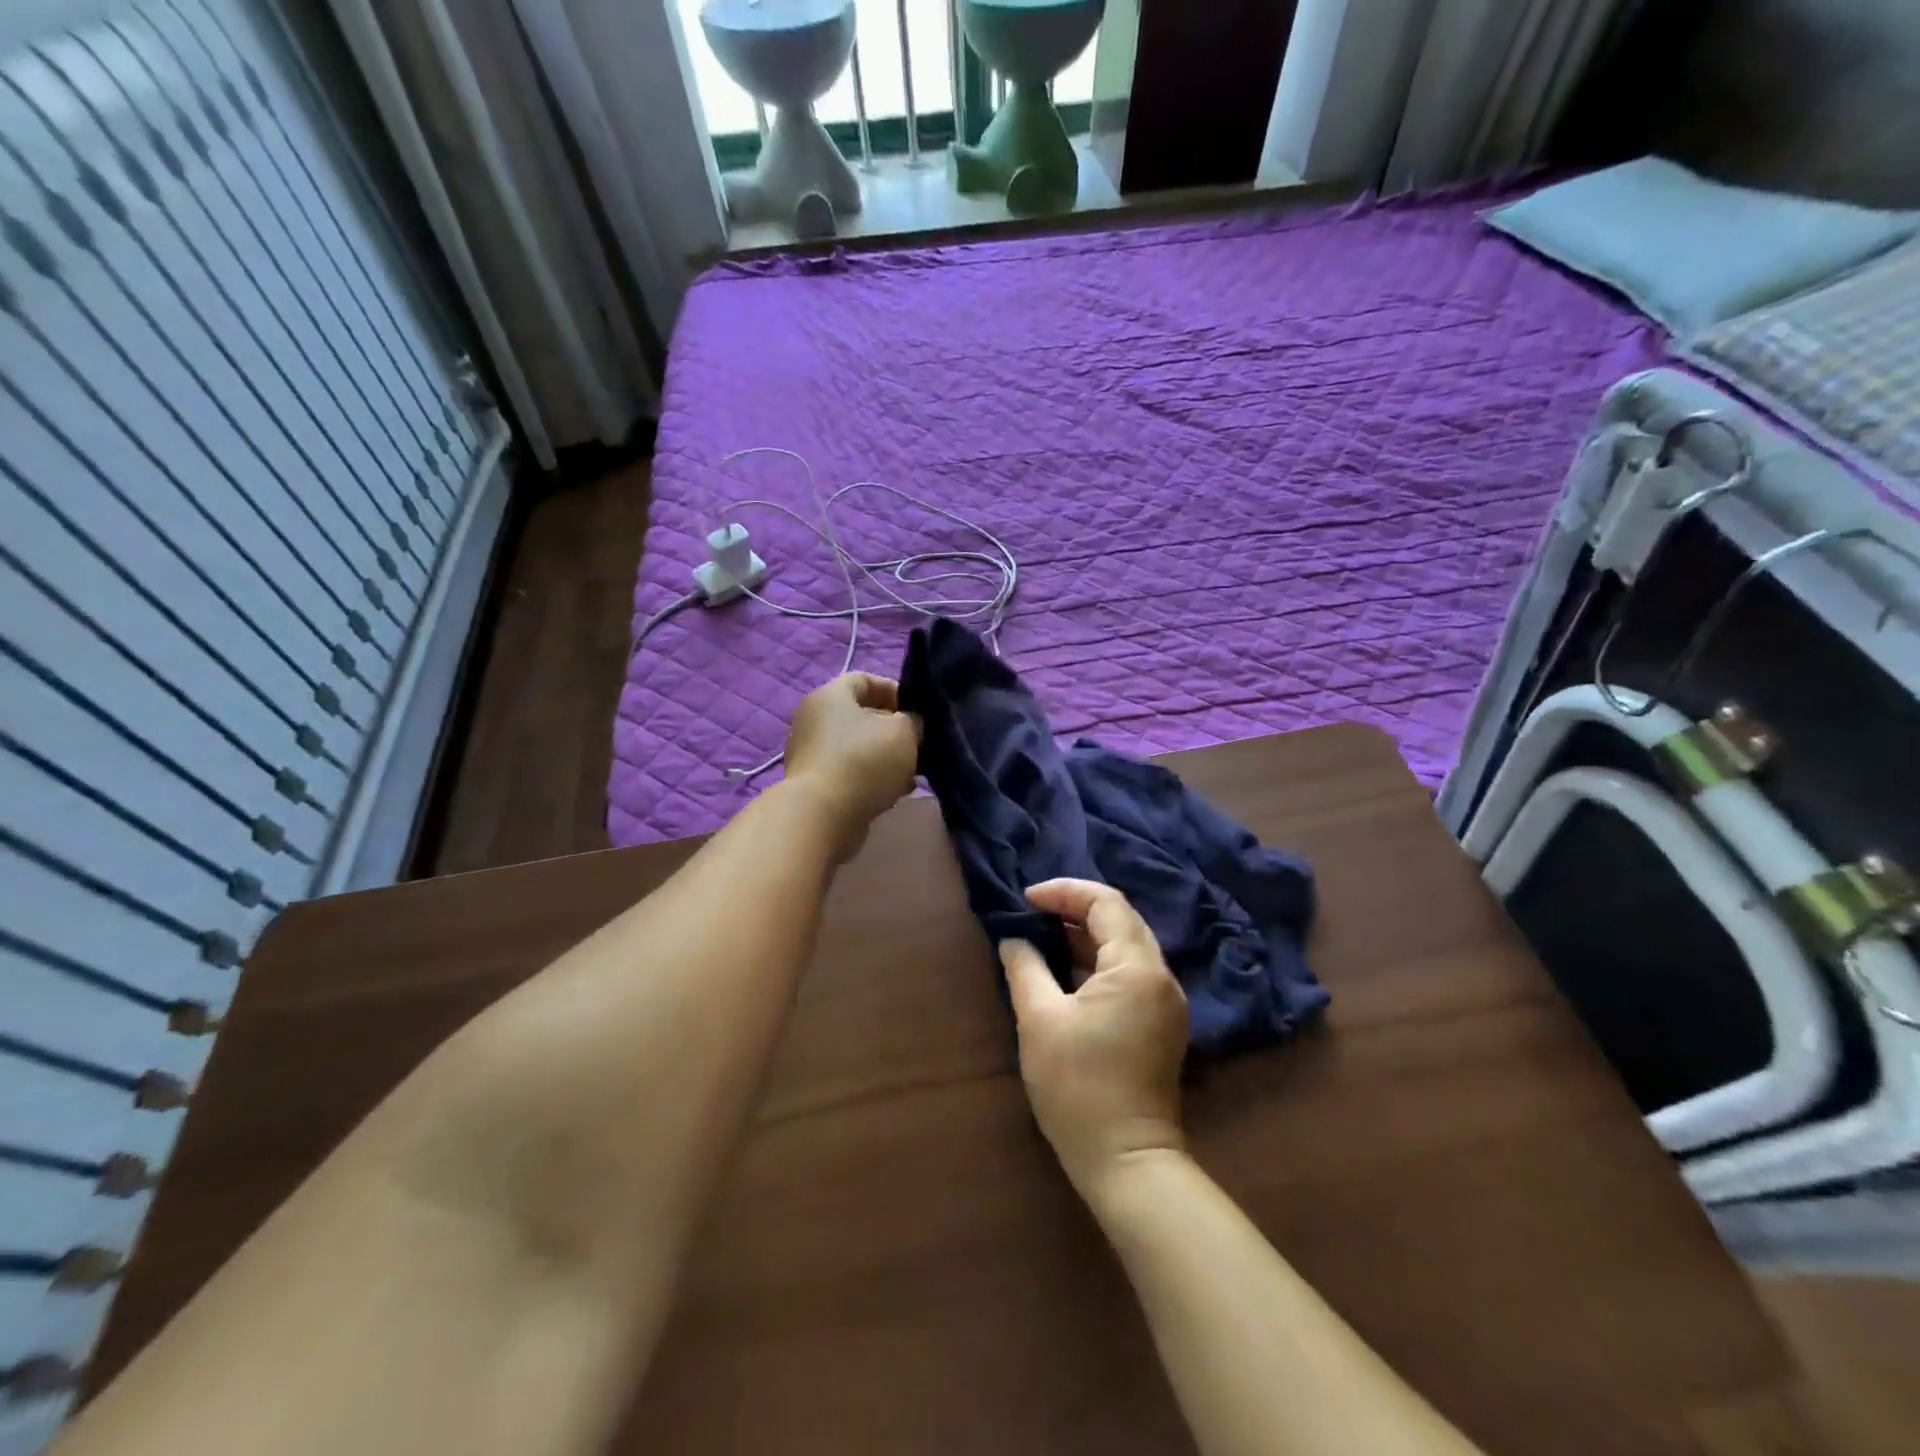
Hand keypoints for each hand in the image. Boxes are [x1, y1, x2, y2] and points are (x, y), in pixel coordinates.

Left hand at [784, 673, 921, 860]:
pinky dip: (871, 779)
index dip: (896, 692)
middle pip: (861, 716)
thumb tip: (910, 724)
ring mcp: (810, 753)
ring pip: (857, 747)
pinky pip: (849, 772)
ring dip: (885, 758)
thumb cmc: (864, 761)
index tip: (919, 713)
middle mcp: (814, 719)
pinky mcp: (813, 784)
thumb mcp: (903, 732)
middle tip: (919, 746)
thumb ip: (913, 720)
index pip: (866, 680)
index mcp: (830, 695)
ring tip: (911, 775)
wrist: (822, 816)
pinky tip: (893, 793)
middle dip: (893, 730)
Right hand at [999, 880, 1188, 1201]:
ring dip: (1086, 935)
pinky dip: (1098, 962)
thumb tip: (1013, 939)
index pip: (1106, 903)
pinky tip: (1066, 971)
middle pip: (1121, 920)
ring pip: (1127, 947)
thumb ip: (1025, 968)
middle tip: (1034, 913)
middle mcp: (1161, 976)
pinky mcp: (1162, 1023)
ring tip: (1043, 936)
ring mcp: (1166, 1001)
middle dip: (1076, 909)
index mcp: (1137, 968)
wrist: (1126, 1161)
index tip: (1026, 899)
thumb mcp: (1040, 1020)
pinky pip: (1131, 973)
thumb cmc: (1078, 1087)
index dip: (1064, 892)